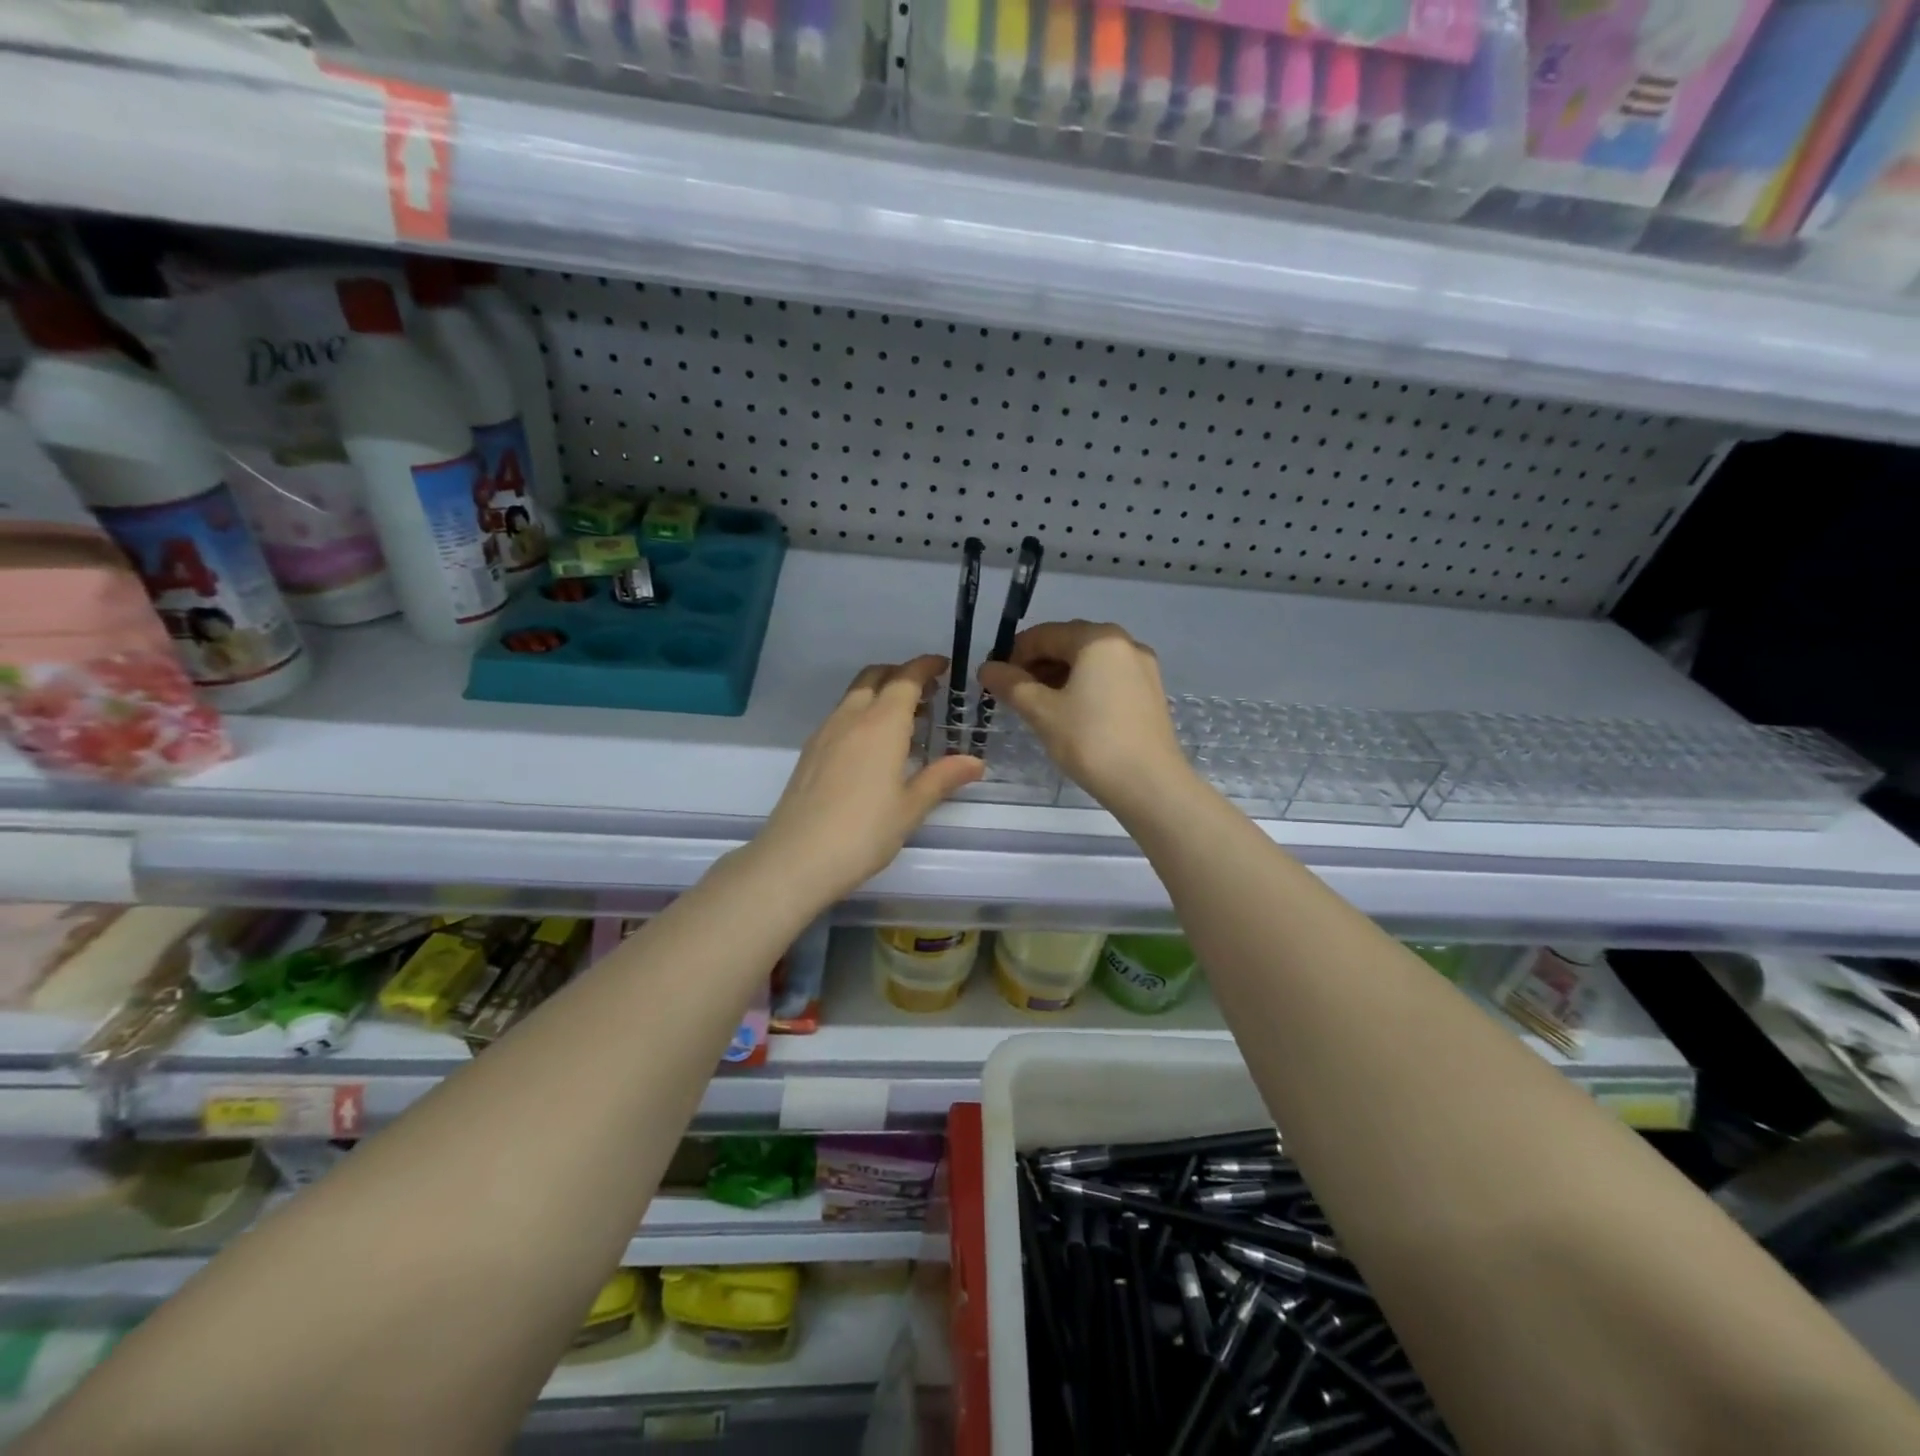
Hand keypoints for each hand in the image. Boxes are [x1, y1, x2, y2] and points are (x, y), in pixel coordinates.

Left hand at [752, 655, 983, 903]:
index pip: (905, 679)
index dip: (925, 667)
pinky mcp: (810, 752)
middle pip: (875, 677)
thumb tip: (975, 762)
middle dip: (901, 674)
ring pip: (854, 695)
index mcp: (881, 724)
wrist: (796, 858)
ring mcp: (825, 734)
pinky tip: (873, 746)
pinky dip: (862, 712)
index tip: (943, 666)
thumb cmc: (863, 832)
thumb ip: (942, 778)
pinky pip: (841, 716)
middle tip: (927, 692)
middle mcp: (851, 718)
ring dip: (880, 693)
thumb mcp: (910, 807)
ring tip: (905, 719)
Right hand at [978, 621, 1190, 812]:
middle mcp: (1125, 643)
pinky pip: (1108, 679)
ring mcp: (1143, 668)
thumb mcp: (1042, 712)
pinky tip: (1070, 714)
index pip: (1044, 634)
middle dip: (1037, 665)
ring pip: (1089, 663)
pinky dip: (1083, 688)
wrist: (1150, 785)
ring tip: (1038, 707)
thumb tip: (986, 668)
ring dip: (1059, 677)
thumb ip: (1011, 685)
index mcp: (1098, 639)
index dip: (1013, 654)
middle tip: (1013, 695)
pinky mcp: (1150, 693)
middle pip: (1069, 644)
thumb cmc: (1091, 741)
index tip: (995, 680)